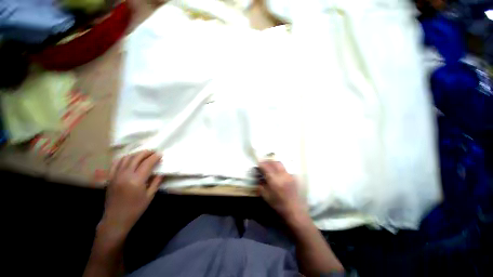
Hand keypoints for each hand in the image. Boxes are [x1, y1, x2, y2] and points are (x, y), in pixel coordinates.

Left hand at [100, 150, 162, 239]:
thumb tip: (161, 172)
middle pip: (136, 158)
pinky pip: (116, 163)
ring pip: (126, 158)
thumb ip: (156, 182)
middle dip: (146, 153)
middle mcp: (125, 175)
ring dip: (136, 154)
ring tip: (143, 154)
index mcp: (136, 181)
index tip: (160, 154)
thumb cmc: (135, 209)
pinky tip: (130, 158)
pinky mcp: (110, 178)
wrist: (116, 219)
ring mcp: (116, 176)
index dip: (155, 157)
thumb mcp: (150, 196)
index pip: (147, 163)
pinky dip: (124, 158)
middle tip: (153, 152)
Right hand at [258, 161, 306, 222]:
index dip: (261, 164)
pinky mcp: (293, 177)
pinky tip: (278, 174)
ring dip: (274, 163)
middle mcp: (282, 175)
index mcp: (274, 179)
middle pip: (274, 162)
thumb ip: (261, 185)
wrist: (295, 211)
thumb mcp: (266, 196)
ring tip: (271, 167)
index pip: (266, 167)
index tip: (258, 163)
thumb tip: (259, 178)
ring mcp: (289, 175)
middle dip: (268, 161)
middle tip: (264, 163)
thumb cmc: (279, 205)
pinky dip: (280, 169)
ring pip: (280, 164)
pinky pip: (285, 169)